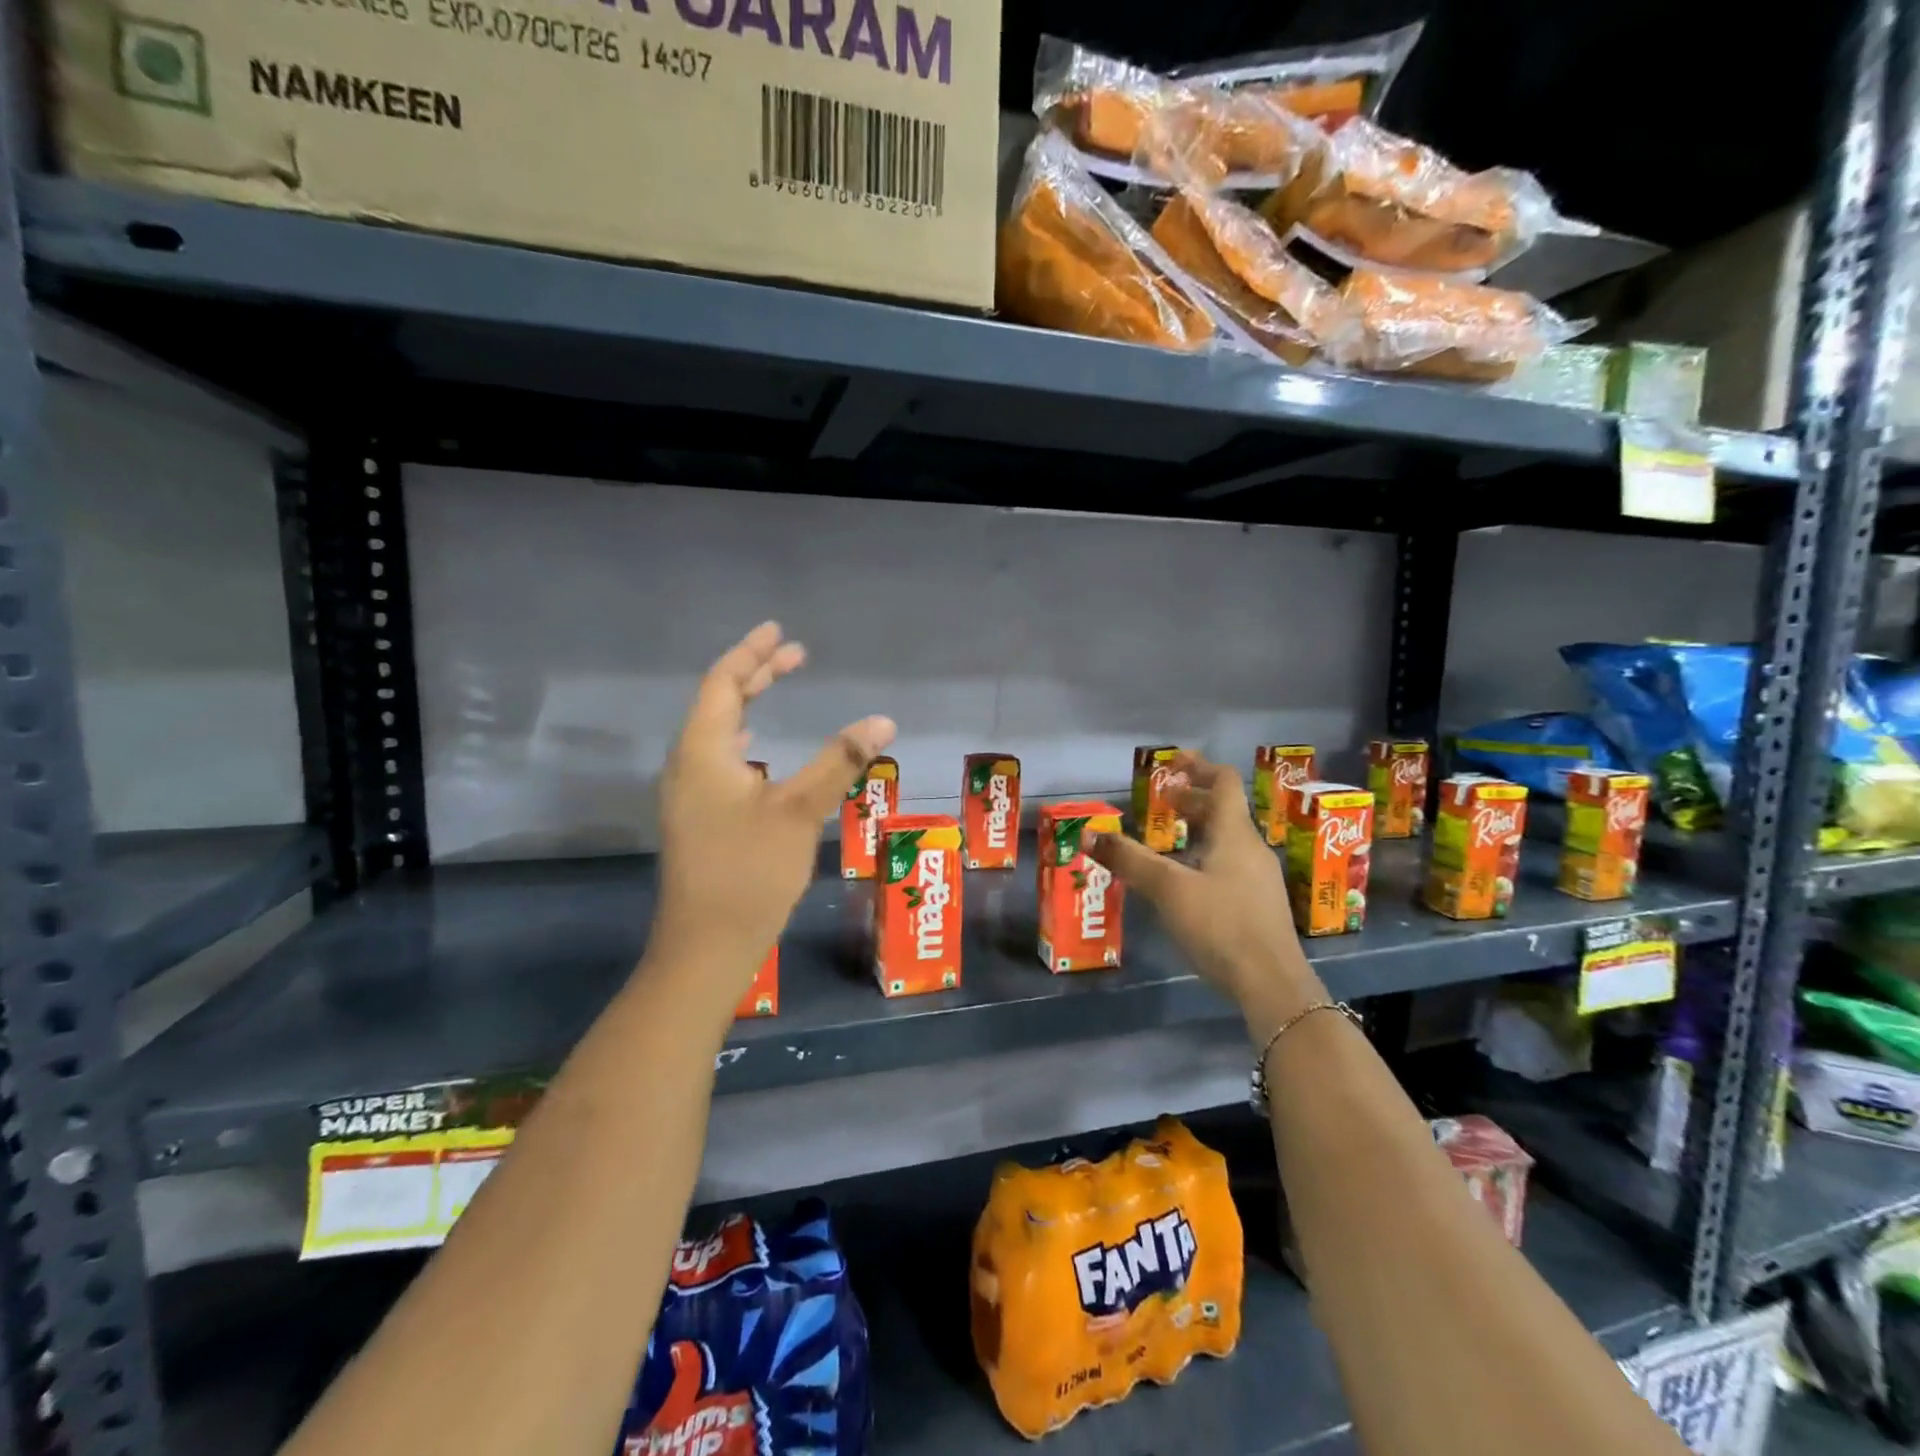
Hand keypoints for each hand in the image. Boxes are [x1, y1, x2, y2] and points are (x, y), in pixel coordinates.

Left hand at [650, 623, 895, 995]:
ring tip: (777, 687)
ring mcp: (689, 795)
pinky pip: (719, 759)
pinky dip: (745, 739)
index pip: (723, 684)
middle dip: (755, 675)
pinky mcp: (699, 819)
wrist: (706, 947)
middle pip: (718, 703)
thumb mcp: (799, 811)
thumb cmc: (749, 871)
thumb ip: (840, 761)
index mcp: (702, 752)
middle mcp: (688, 765)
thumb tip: (882, 720)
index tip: (778, 631)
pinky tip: (760, 753)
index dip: (750, 654)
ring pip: (718, 733)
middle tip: (794, 655)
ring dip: (749, 705)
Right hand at [1085, 751, 1325, 1039]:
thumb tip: (1090, 834)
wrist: (1272, 984)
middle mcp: (1251, 850)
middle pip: (1224, 812)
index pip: (1224, 783)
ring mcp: (1259, 879)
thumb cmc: (1221, 925)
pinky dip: (1204, 858)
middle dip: (1192, 802)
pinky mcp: (1258, 906)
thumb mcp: (1169, 889)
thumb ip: (1130, 860)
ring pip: (1226, 841)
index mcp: (1235, 834)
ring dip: (1198, 831)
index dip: (1199, 767)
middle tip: (1160, 803)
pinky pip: (1229, 866)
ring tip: (1166, 841)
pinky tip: (1185, 882)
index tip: (1173, 762)